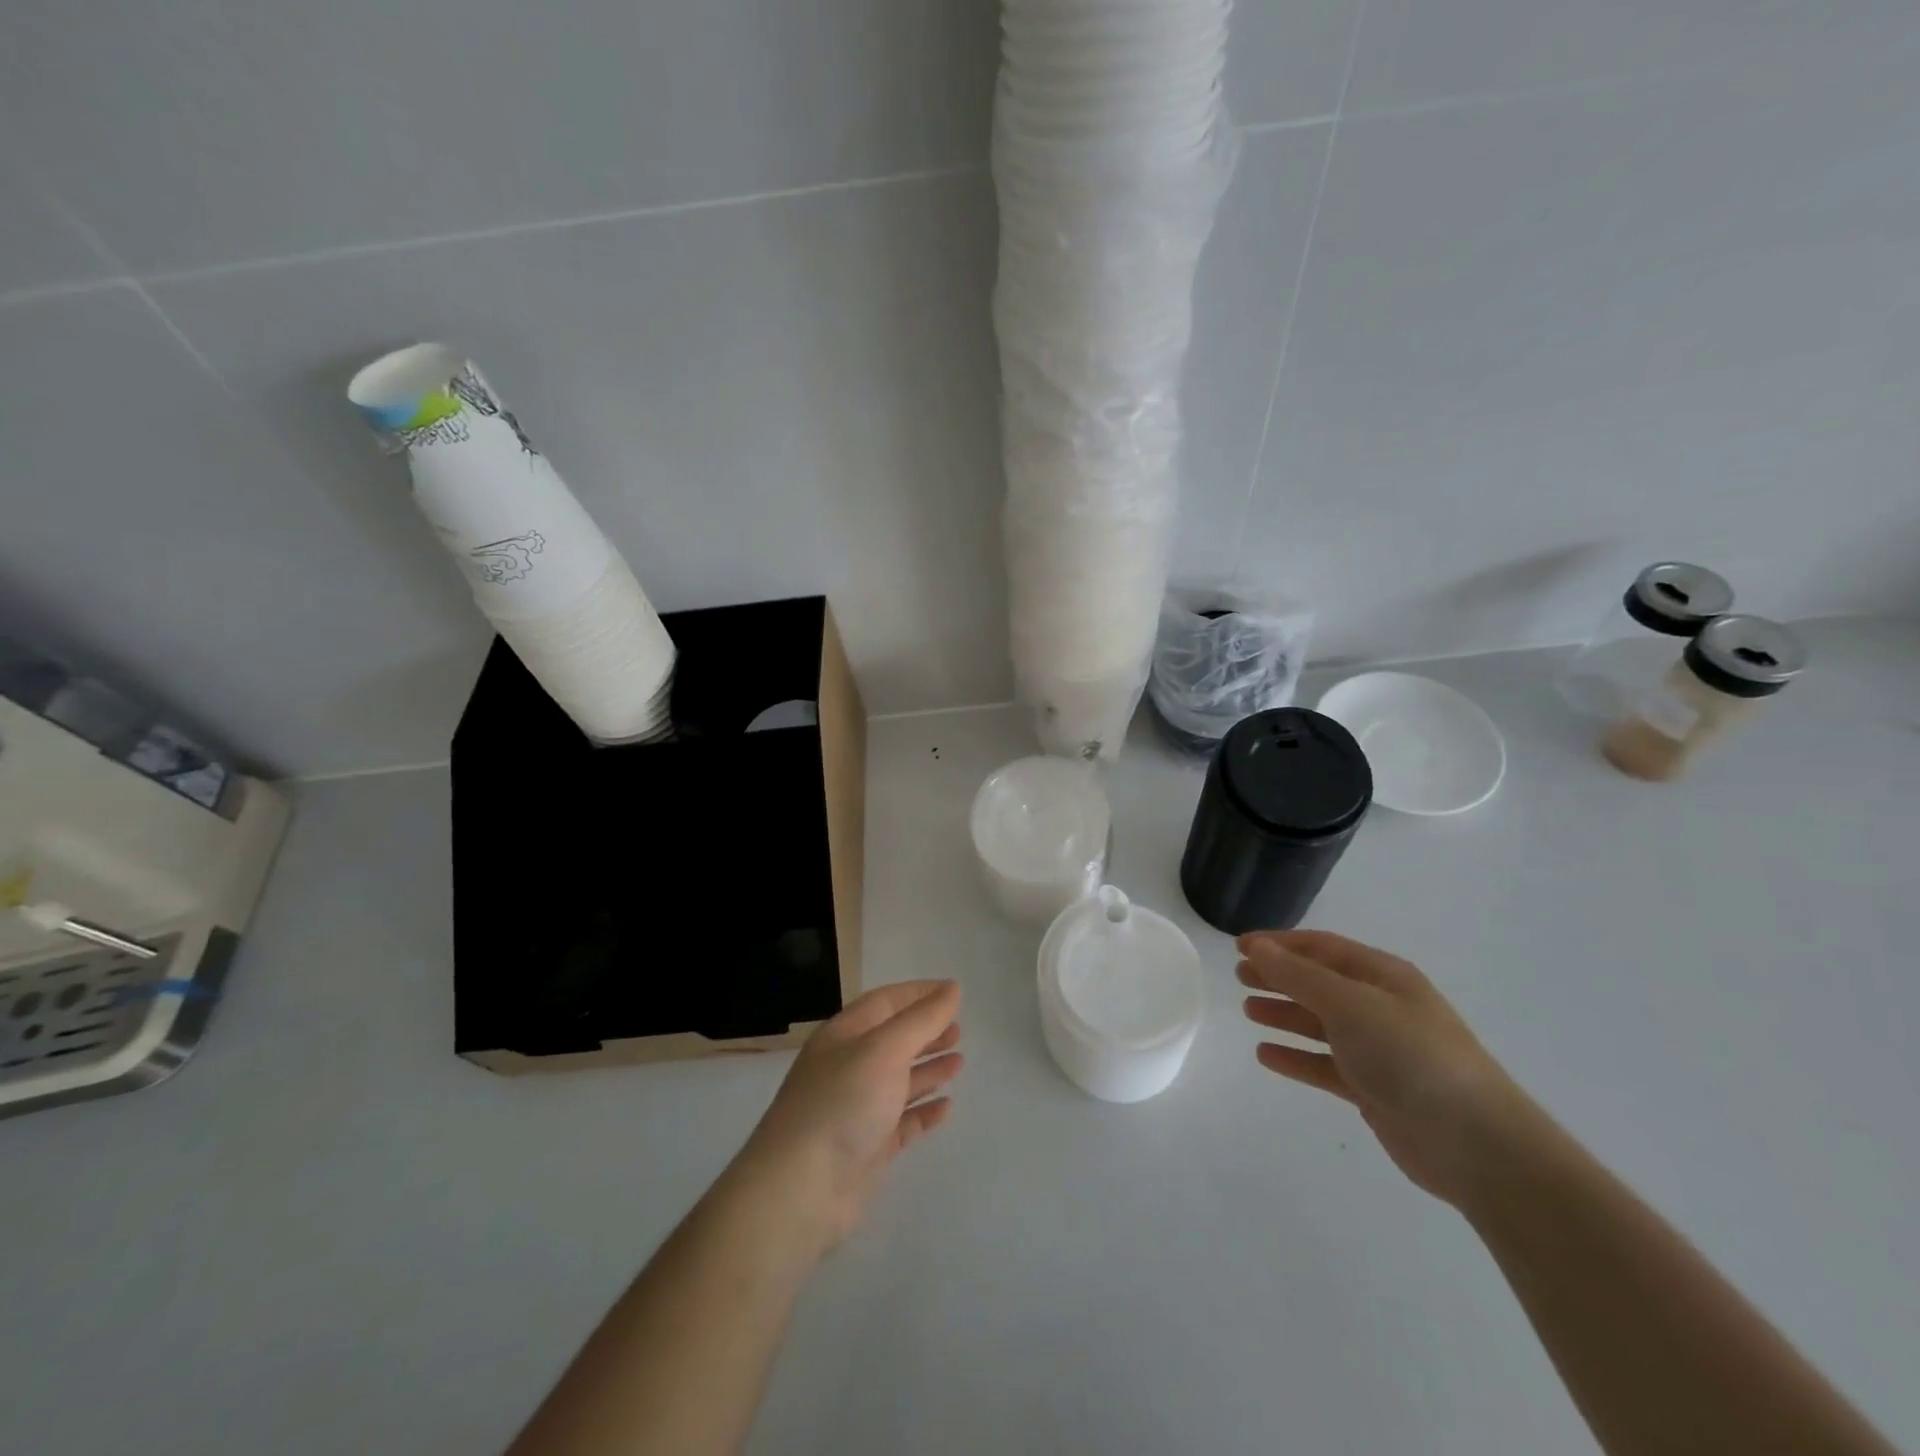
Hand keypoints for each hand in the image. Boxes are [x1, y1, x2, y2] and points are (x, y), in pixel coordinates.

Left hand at [729, 980, 962, 1261]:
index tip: (953, 992)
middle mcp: (848, 1067)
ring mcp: (857, 1109)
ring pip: (899, 1081)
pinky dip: (923, 1111)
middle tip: (959, 1031)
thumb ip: (922, 1020)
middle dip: (926, 1032)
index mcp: (844, 1035)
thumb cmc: (843, 1103)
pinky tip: (946, 1107)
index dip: (919, 994)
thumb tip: (952, 989)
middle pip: (893, 1040)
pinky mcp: (866, 1147)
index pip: (885, 1003)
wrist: (801, 1189)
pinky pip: (901, 1122)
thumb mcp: (885, 1049)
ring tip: (959, 1062)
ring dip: (928, 1069)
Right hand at [1238, 930, 1543, 1206]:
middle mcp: (1381, 1007)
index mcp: (1383, 976)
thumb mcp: (1350, 1005)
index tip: (1239, 946)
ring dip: (1284, 1014)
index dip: (1279, 944)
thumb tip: (1257, 947)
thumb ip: (1299, 976)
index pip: (1322, 948)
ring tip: (1247, 1011)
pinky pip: (1325, 1065)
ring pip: (1320, 1023)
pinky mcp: (1375, 1090)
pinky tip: (1266, 1056)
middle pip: (1319, 983)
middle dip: (1279, 976)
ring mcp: (1379, 1050)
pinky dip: (1296, 1057)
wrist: (1476, 1145)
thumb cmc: (1412, 1057)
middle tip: (1239, 976)